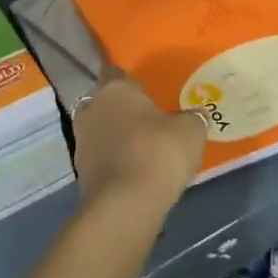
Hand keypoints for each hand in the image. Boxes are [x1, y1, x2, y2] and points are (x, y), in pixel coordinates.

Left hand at [70, 73, 206, 219]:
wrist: (125, 204)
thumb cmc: (158, 153)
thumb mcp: (190, 131)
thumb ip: (193, 118)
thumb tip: (197, 114)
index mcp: (115, 89)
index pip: (116, 72)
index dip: (130, 82)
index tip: (145, 91)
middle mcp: (92, 108)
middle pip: (106, 102)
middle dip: (122, 110)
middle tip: (146, 121)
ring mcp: (81, 140)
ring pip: (100, 130)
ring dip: (115, 137)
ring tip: (141, 149)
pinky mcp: (80, 172)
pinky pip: (100, 157)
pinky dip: (112, 161)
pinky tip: (133, 172)